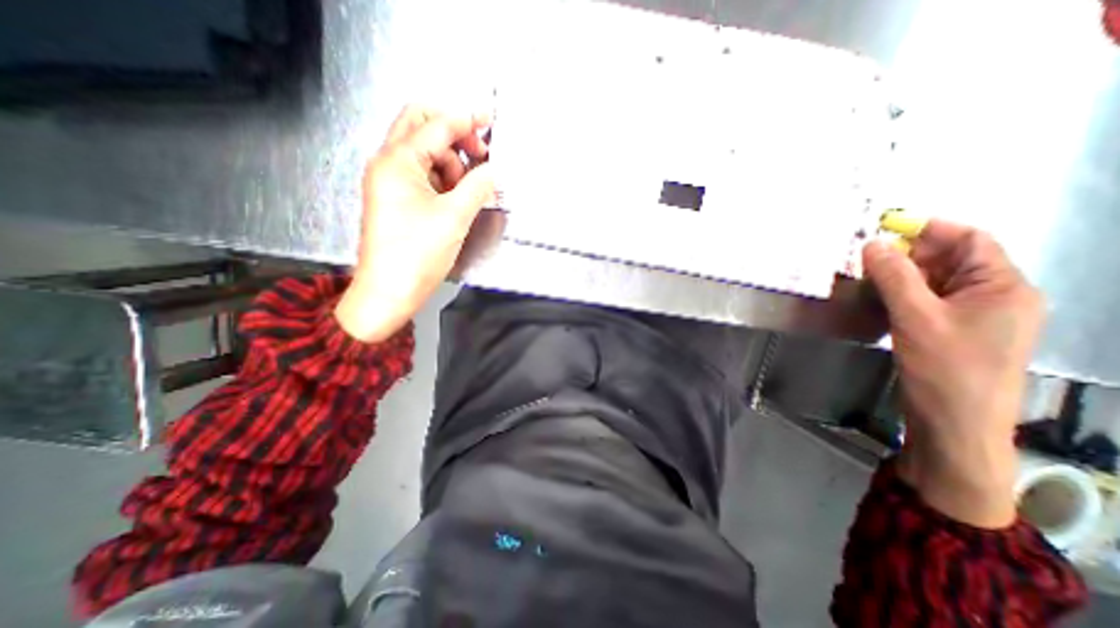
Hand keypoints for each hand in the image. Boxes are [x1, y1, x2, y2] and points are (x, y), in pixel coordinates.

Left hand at [334, 107, 494, 343]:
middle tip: (479, 152)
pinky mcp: (396, 199)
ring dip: (450, 161)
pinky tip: (458, 195)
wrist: (390, 291)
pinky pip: (422, 175)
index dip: (465, 120)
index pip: (436, 126)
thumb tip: (493, 171)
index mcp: (398, 162)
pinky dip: (443, 178)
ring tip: (471, 186)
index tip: (489, 119)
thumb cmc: (417, 254)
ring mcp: (390, 182)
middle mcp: (388, 164)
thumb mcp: (454, 217)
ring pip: (423, 153)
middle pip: (420, 127)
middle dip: (453, 134)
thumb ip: (478, 187)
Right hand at [864, 222, 1041, 527]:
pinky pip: (929, 300)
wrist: (954, 422)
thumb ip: (894, 277)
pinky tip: (879, 297)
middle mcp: (996, 296)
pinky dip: (904, 293)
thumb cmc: (945, 368)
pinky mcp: (953, 331)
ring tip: (867, 274)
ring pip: (936, 281)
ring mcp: (975, 316)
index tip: (886, 225)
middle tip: (867, 255)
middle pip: (952, 260)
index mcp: (1003, 287)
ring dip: (903, 274)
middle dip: (910, 253)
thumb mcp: (916, 317)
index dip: (929, 228)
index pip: (971, 241)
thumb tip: (872, 245)